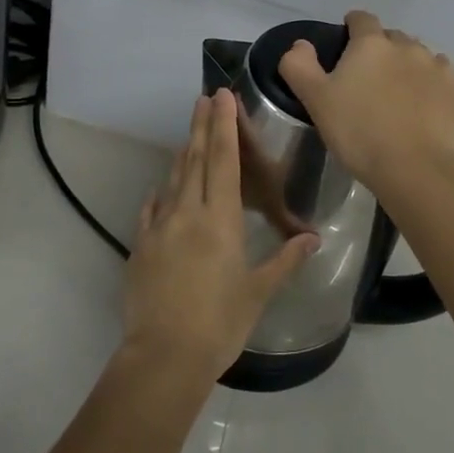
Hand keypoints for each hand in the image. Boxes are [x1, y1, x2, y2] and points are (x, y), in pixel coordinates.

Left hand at [123, 90, 317, 379]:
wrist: (164, 356)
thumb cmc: (220, 323)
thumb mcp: (258, 292)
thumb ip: (285, 259)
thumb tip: (313, 236)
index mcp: (220, 220)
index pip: (224, 160)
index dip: (223, 126)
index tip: (222, 96)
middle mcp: (188, 213)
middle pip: (195, 160)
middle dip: (201, 126)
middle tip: (203, 97)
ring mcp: (159, 227)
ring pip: (173, 180)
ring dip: (182, 154)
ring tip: (188, 135)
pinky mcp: (140, 246)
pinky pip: (151, 210)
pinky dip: (160, 194)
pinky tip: (161, 189)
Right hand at [277, 10, 453, 194]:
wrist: (414, 170)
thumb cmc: (358, 132)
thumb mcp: (315, 100)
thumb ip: (299, 66)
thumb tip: (301, 45)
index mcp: (372, 44)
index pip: (361, 19)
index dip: (352, 27)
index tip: (345, 44)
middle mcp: (408, 47)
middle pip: (392, 38)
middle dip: (381, 51)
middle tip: (368, 80)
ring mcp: (438, 69)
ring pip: (420, 58)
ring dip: (408, 68)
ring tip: (398, 97)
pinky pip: (443, 82)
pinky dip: (432, 88)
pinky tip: (424, 111)